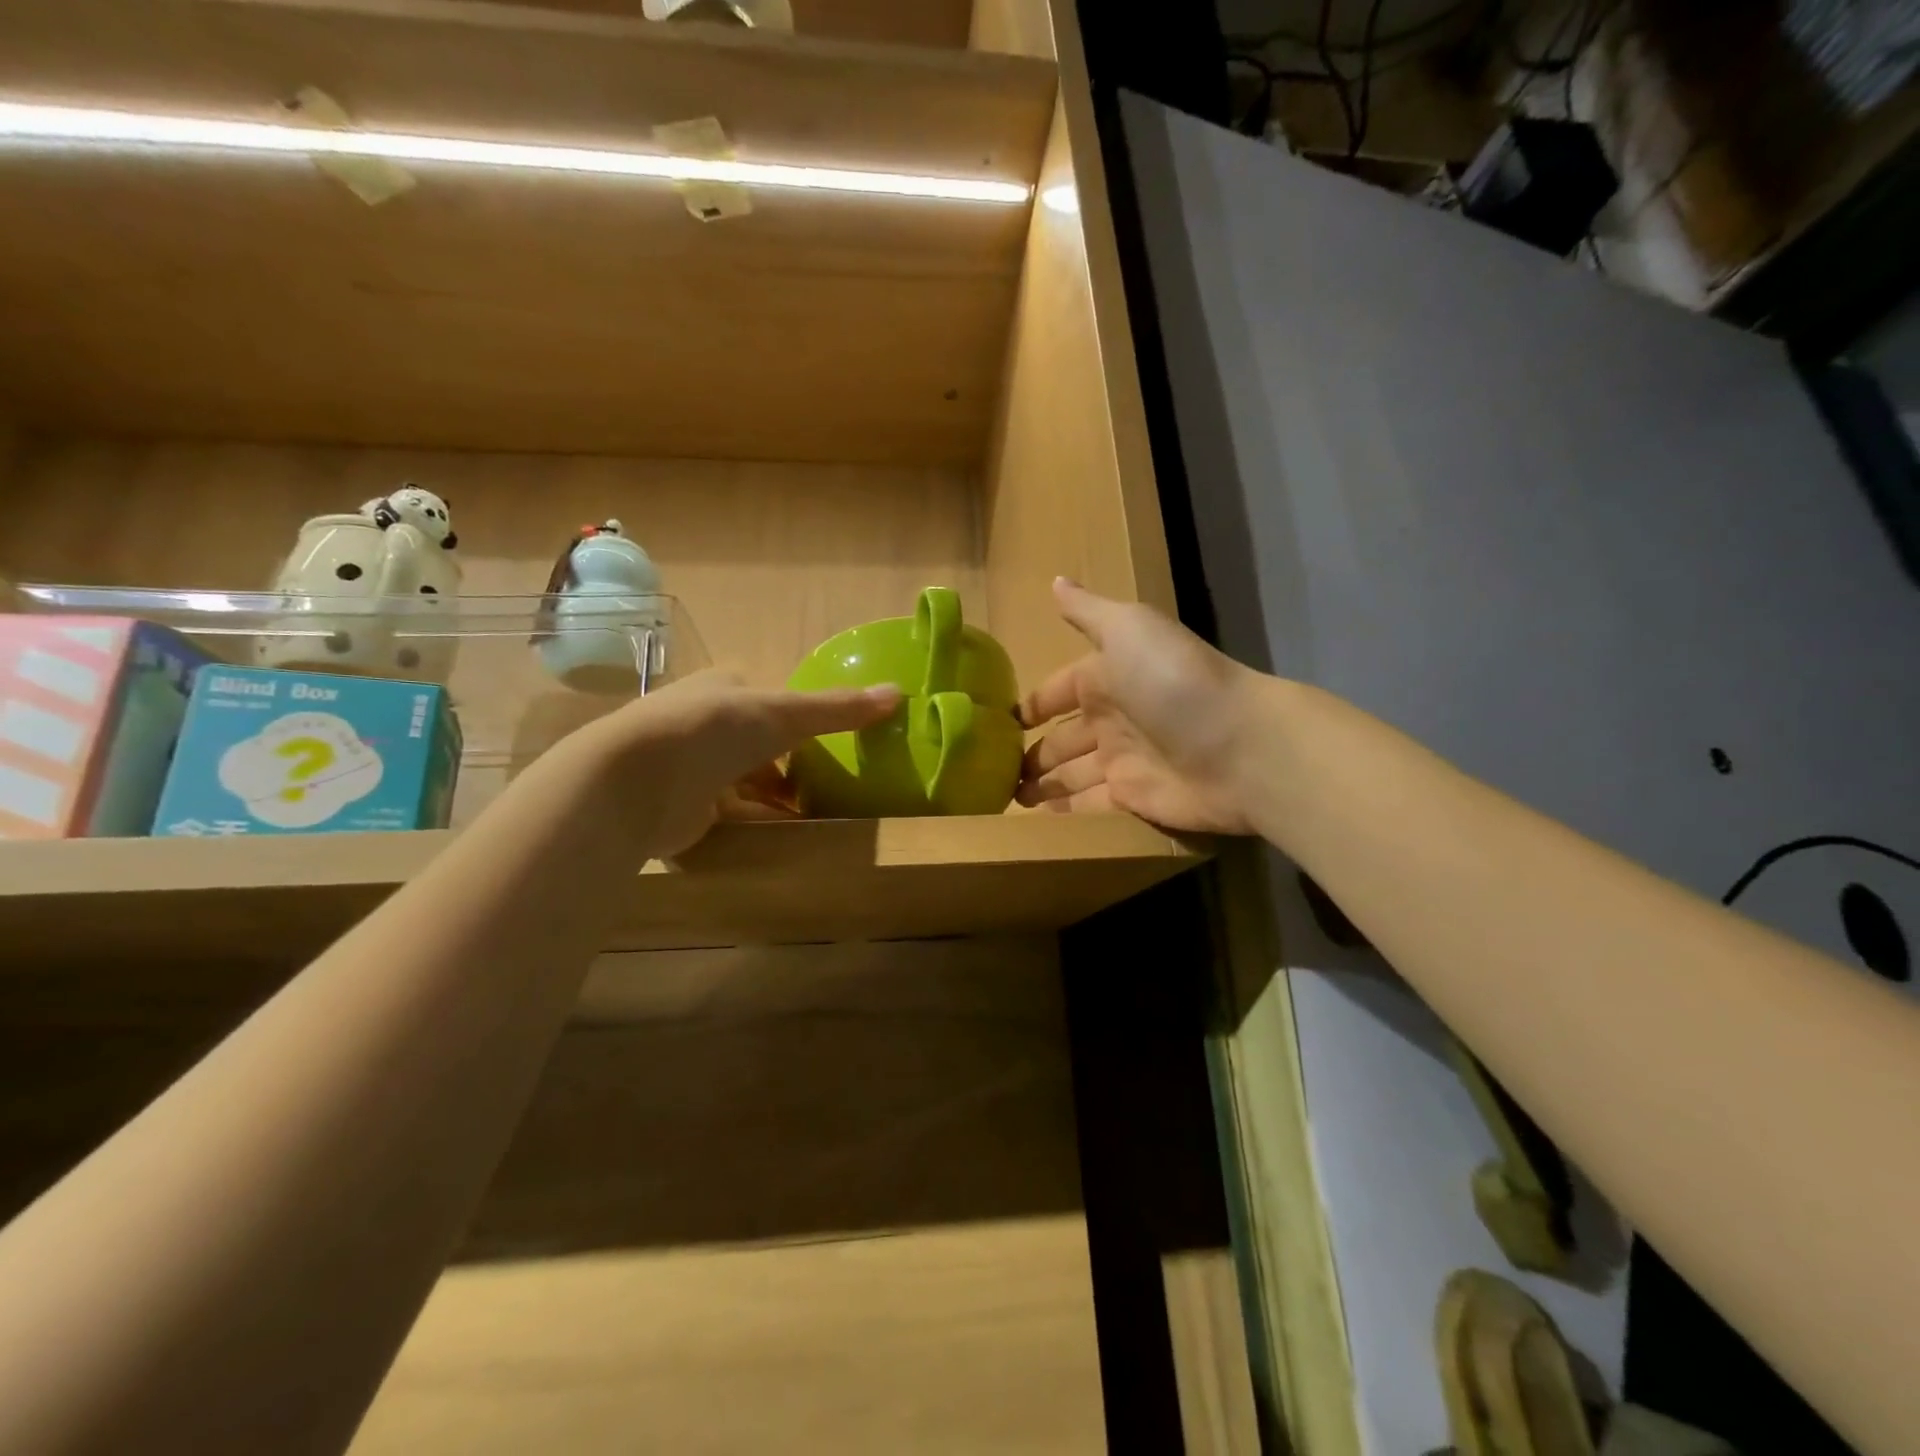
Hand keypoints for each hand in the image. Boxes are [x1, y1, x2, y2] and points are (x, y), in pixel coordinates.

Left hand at [558, 668, 899, 858]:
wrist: (636, 781)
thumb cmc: (713, 730)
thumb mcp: (785, 714)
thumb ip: (838, 709)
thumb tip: (898, 693)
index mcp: (722, 689)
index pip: (765, 698)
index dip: (796, 716)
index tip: (826, 740)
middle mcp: (703, 724)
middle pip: (757, 744)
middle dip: (788, 763)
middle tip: (827, 783)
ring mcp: (691, 768)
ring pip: (745, 782)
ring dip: (776, 797)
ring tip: (818, 813)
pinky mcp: (683, 810)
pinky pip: (732, 816)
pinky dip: (760, 823)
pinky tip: (789, 836)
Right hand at [1016, 579, 1268, 834]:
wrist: (1240, 747)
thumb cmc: (1174, 681)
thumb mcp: (1128, 629)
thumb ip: (1087, 611)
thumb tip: (1055, 580)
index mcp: (1106, 677)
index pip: (1057, 692)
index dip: (1029, 707)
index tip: (996, 723)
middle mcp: (1112, 719)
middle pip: (1061, 738)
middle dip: (1030, 752)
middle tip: (992, 771)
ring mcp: (1123, 761)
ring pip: (1070, 773)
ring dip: (1041, 783)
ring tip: (1007, 797)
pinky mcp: (1133, 799)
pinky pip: (1089, 804)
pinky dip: (1065, 809)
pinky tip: (1036, 816)